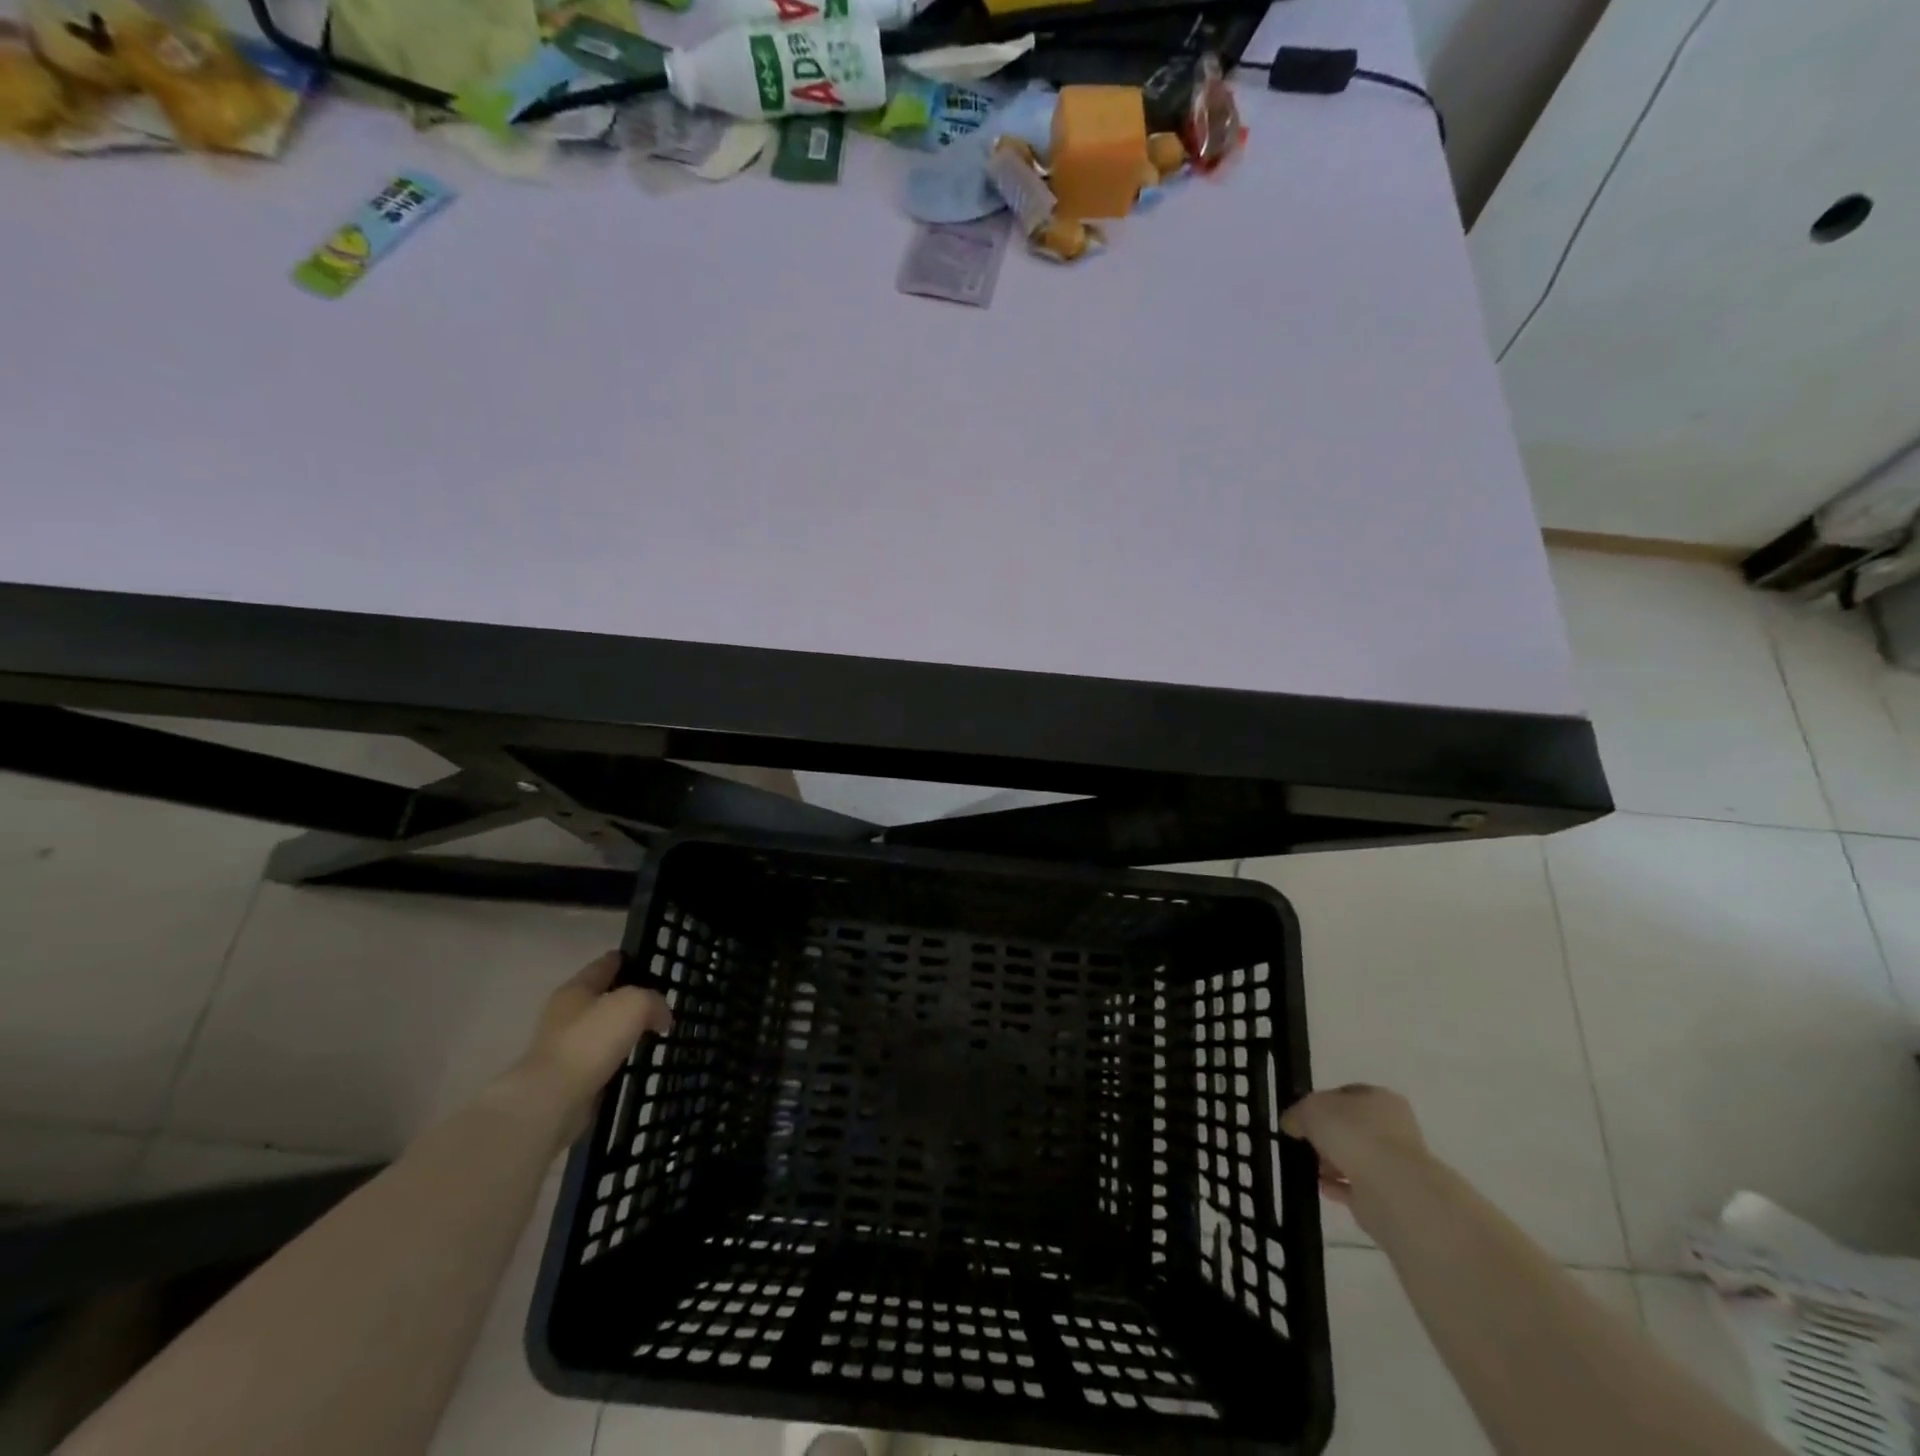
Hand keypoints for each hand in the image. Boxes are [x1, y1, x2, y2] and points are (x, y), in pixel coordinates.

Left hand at [502, 952, 671, 1141]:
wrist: (553, 1100)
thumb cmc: (591, 1040)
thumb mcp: (634, 1004)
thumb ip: (653, 1001)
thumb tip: (661, 1017)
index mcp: (576, 989)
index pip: (604, 964)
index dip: (624, 959)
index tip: (646, 960)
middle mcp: (565, 1014)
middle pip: (601, 996)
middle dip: (625, 996)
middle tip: (656, 998)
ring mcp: (564, 1046)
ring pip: (601, 1029)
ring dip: (621, 1029)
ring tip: (650, 1030)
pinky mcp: (568, 1077)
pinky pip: (599, 1058)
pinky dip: (616, 1056)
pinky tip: (633, 1058)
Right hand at [1281, 1084, 1431, 1222]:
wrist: (1391, 1189)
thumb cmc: (1352, 1133)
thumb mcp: (1310, 1108)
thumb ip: (1297, 1113)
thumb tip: (1292, 1124)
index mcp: (1380, 1098)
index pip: (1346, 1095)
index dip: (1320, 1103)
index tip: (1301, 1116)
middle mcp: (1392, 1128)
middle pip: (1351, 1128)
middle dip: (1326, 1136)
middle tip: (1303, 1142)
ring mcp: (1394, 1165)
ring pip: (1354, 1158)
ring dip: (1331, 1162)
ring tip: (1308, 1167)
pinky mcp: (1390, 1197)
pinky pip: (1357, 1187)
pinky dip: (1338, 1186)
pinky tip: (1320, 1186)